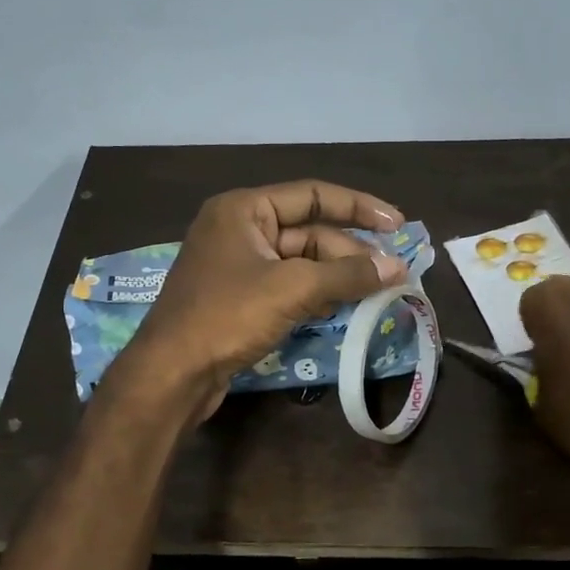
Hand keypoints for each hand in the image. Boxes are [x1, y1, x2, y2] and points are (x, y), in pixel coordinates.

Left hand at [109, 180, 409, 420]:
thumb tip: (397, 267)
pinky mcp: (239, 298)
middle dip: (350, 252)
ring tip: (377, 291)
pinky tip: (344, 307)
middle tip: (392, 273)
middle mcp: (239, 229)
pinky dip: (316, 294)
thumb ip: (347, 274)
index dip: (358, 207)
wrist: (171, 374)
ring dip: (337, 275)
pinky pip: (287, 286)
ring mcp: (238, 265)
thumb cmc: (227, 316)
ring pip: (300, 262)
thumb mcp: (292, 289)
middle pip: (309, 232)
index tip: (397, 224)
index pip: (312, 195)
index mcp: (244, 209)